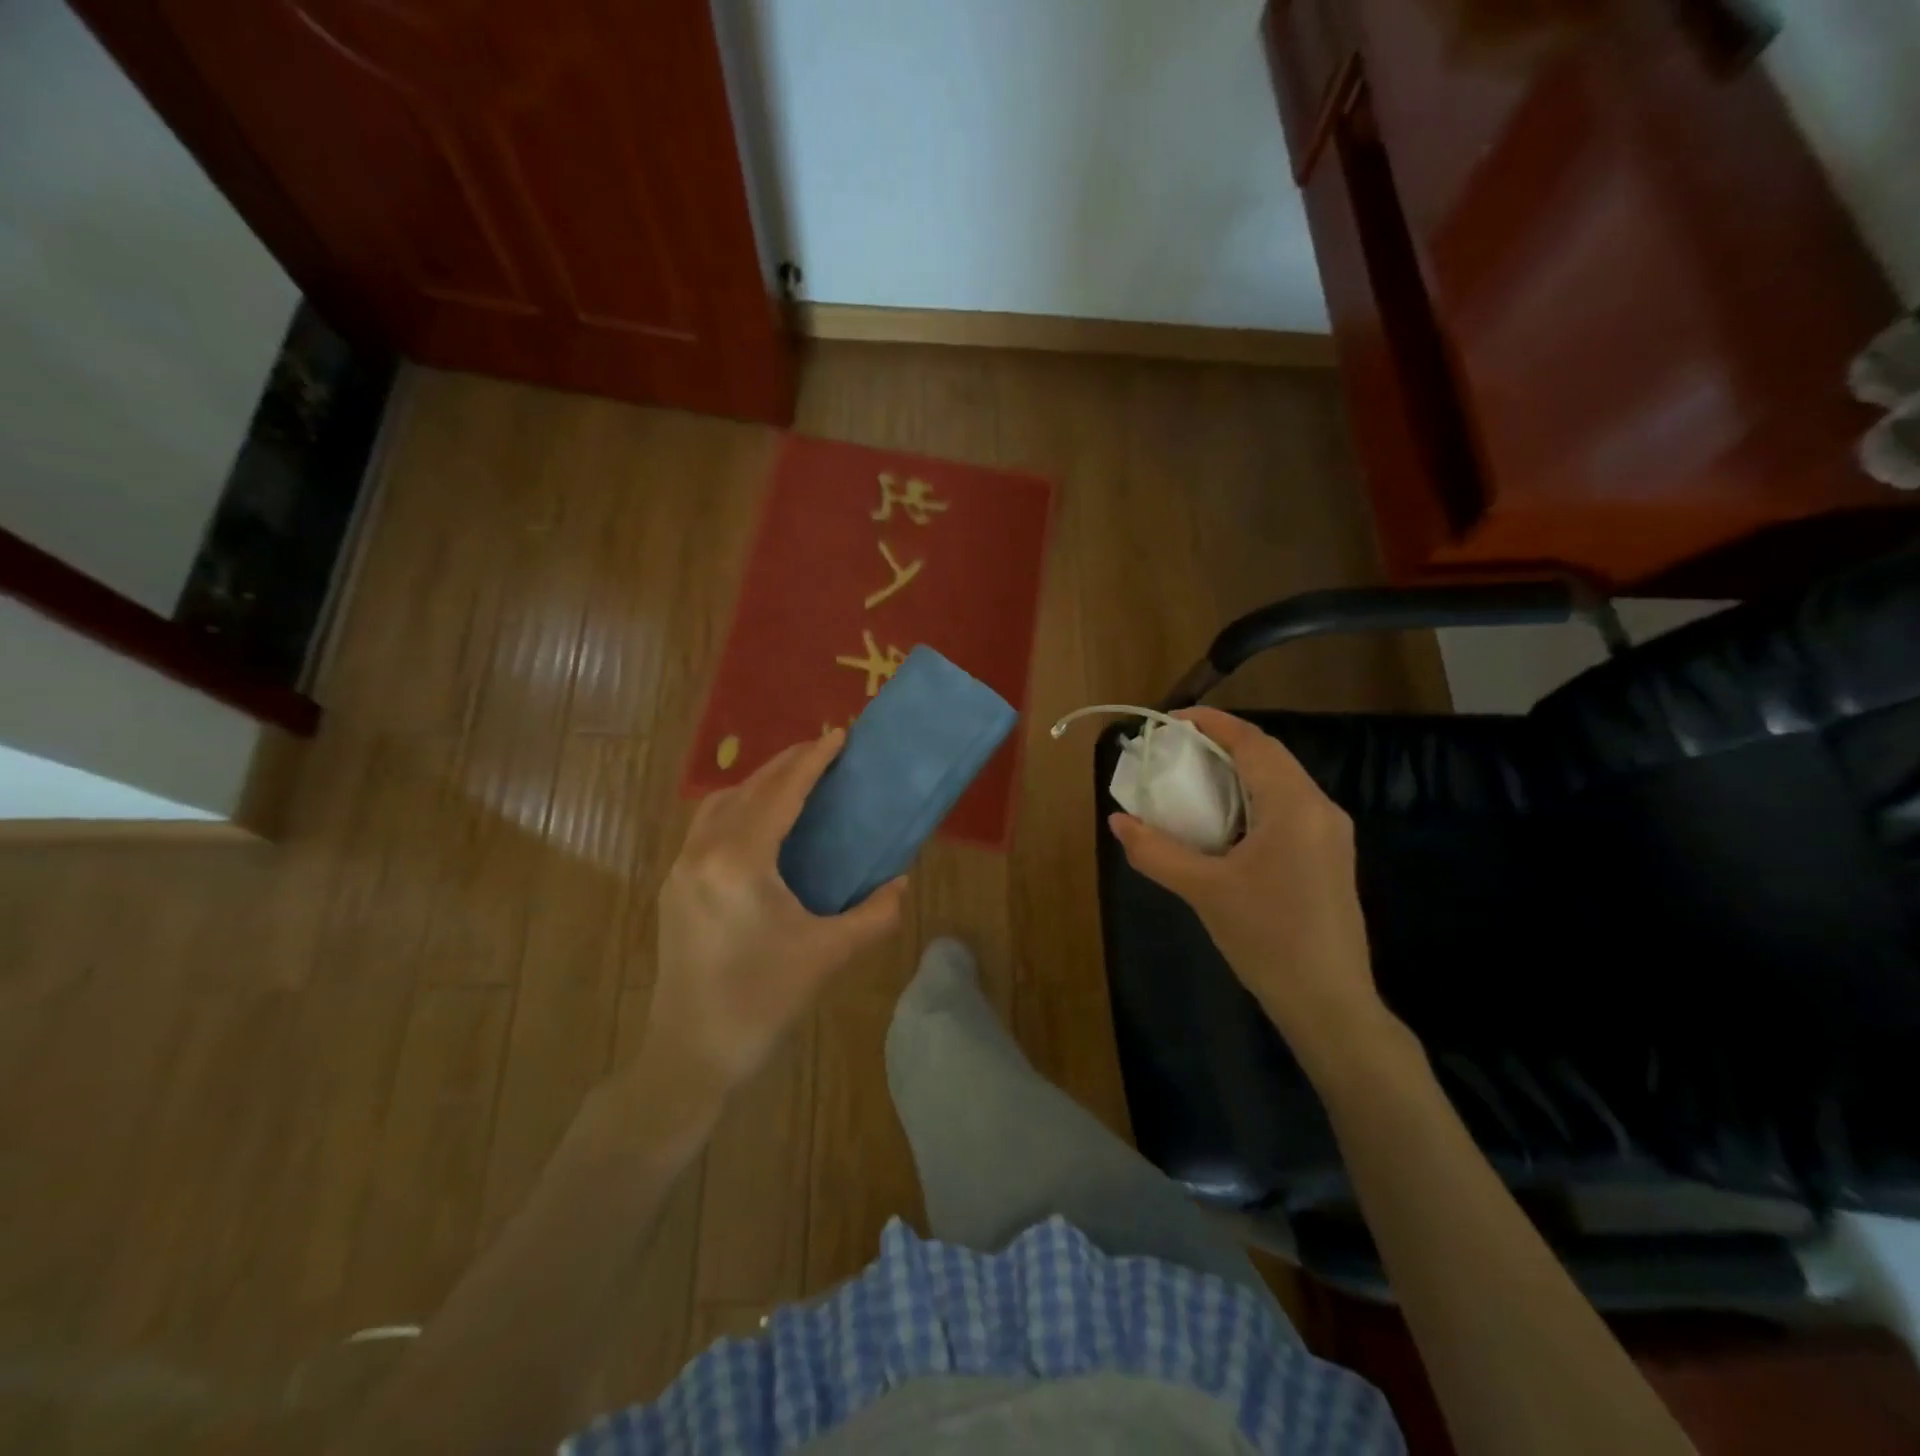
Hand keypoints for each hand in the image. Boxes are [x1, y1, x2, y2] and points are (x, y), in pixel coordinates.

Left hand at [640, 729, 907, 1099]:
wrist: (692, 1055)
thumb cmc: (763, 1002)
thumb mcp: (829, 955)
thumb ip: (874, 914)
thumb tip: (900, 882)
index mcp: (740, 862)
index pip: (781, 794)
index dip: (812, 761)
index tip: (840, 736)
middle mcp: (703, 854)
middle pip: (748, 789)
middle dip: (786, 764)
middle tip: (823, 752)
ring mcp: (681, 870)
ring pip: (720, 805)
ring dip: (757, 784)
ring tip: (794, 784)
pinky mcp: (673, 889)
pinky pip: (707, 828)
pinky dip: (737, 809)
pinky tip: (761, 827)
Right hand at [1109, 708, 1393, 1080]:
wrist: (1329, 1002)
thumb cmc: (1267, 939)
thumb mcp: (1202, 891)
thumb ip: (1155, 851)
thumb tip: (1117, 822)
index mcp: (1294, 807)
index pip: (1253, 743)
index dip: (1213, 724)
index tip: (1172, 720)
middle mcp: (1320, 809)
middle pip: (1270, 757)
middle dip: (1223, 746)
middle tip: (1176, 750)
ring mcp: (1331, 834)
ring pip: (1281, 782)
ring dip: (1238, 773)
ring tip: (1194, 780)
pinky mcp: (1330, 856)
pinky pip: (1288, 808)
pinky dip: (1253, 799)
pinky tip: (1225, 822)